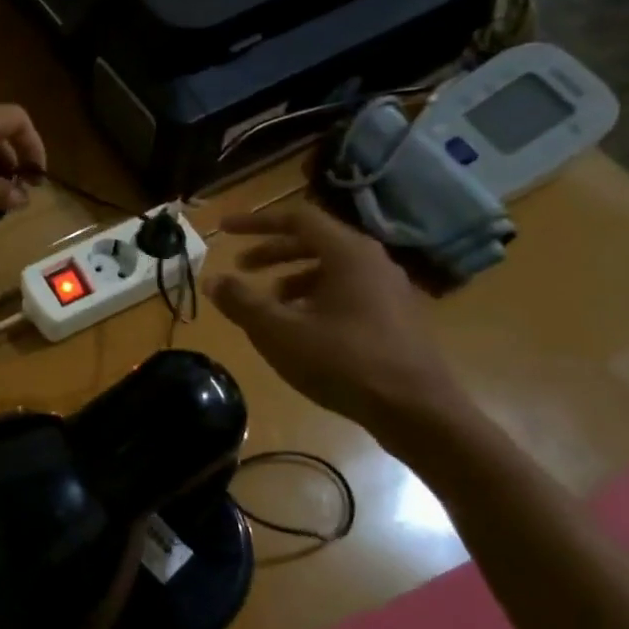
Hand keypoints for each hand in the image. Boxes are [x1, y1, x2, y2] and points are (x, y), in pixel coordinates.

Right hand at [206, 200, 468, 435]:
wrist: (416, 410)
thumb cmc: (343, 362)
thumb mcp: (279, 332)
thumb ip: (242, 302)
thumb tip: (212, 280)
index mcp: (348, 253)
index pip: (296, 218)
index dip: (256, 222)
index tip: (224, 230)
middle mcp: (372, 261)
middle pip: (314, 242)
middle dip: (272, 252)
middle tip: (241, 268)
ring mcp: (389, 289)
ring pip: (331, 269)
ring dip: (292, 278)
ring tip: (267, 304)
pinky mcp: (395, 316)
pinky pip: (347, 292)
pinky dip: (315, 297)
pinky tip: (301, 329)